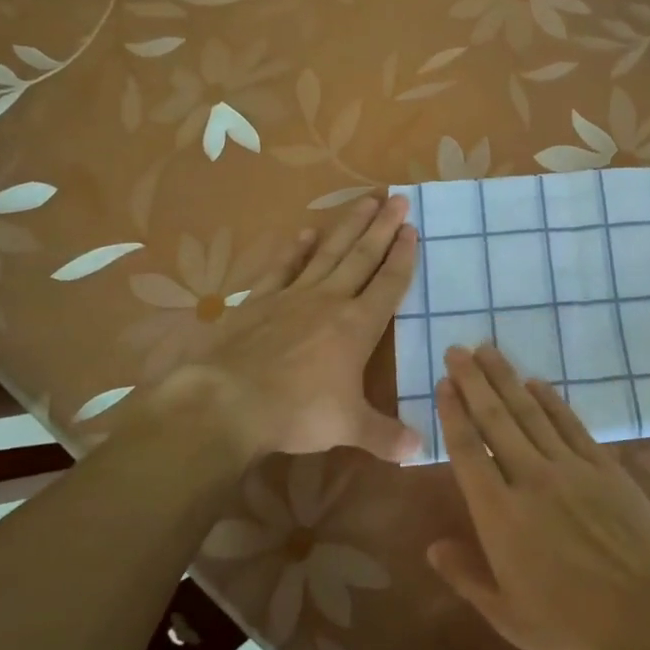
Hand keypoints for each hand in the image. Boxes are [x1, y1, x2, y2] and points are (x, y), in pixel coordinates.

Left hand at [147, 193, 420, 463]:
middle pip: (362, 256)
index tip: (412, 229)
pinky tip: (305, 233)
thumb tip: (420, 451)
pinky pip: (283, 268)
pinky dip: (295, 250)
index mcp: (357, 326)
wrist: (229, 402)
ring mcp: (293, 297)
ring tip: (365, 200)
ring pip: (328, 253)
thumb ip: (386, 435)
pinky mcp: (260, 301)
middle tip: (398, 198)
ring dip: (348, 226)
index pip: (388, 283)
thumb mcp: (348, 428)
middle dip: (383, 227)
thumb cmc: (297, 412)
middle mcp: (330, 301)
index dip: (403, 256)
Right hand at [428, 345, 649, 649]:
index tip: (443, 384)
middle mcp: (530, 479)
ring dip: (506, 379)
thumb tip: (432, 547)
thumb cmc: (574, 625)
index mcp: (500, 516)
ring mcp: (570, 468)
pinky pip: (570, 423)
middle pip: (495, 419)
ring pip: (530, 412)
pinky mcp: (603, 466)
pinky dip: (551, 400)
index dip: (454, 415)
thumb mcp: (509, 617)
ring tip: (488, 350)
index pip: (469, 452)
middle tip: (457, 349)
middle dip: (473, 382)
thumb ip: (467, 577)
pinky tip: (536, 382)